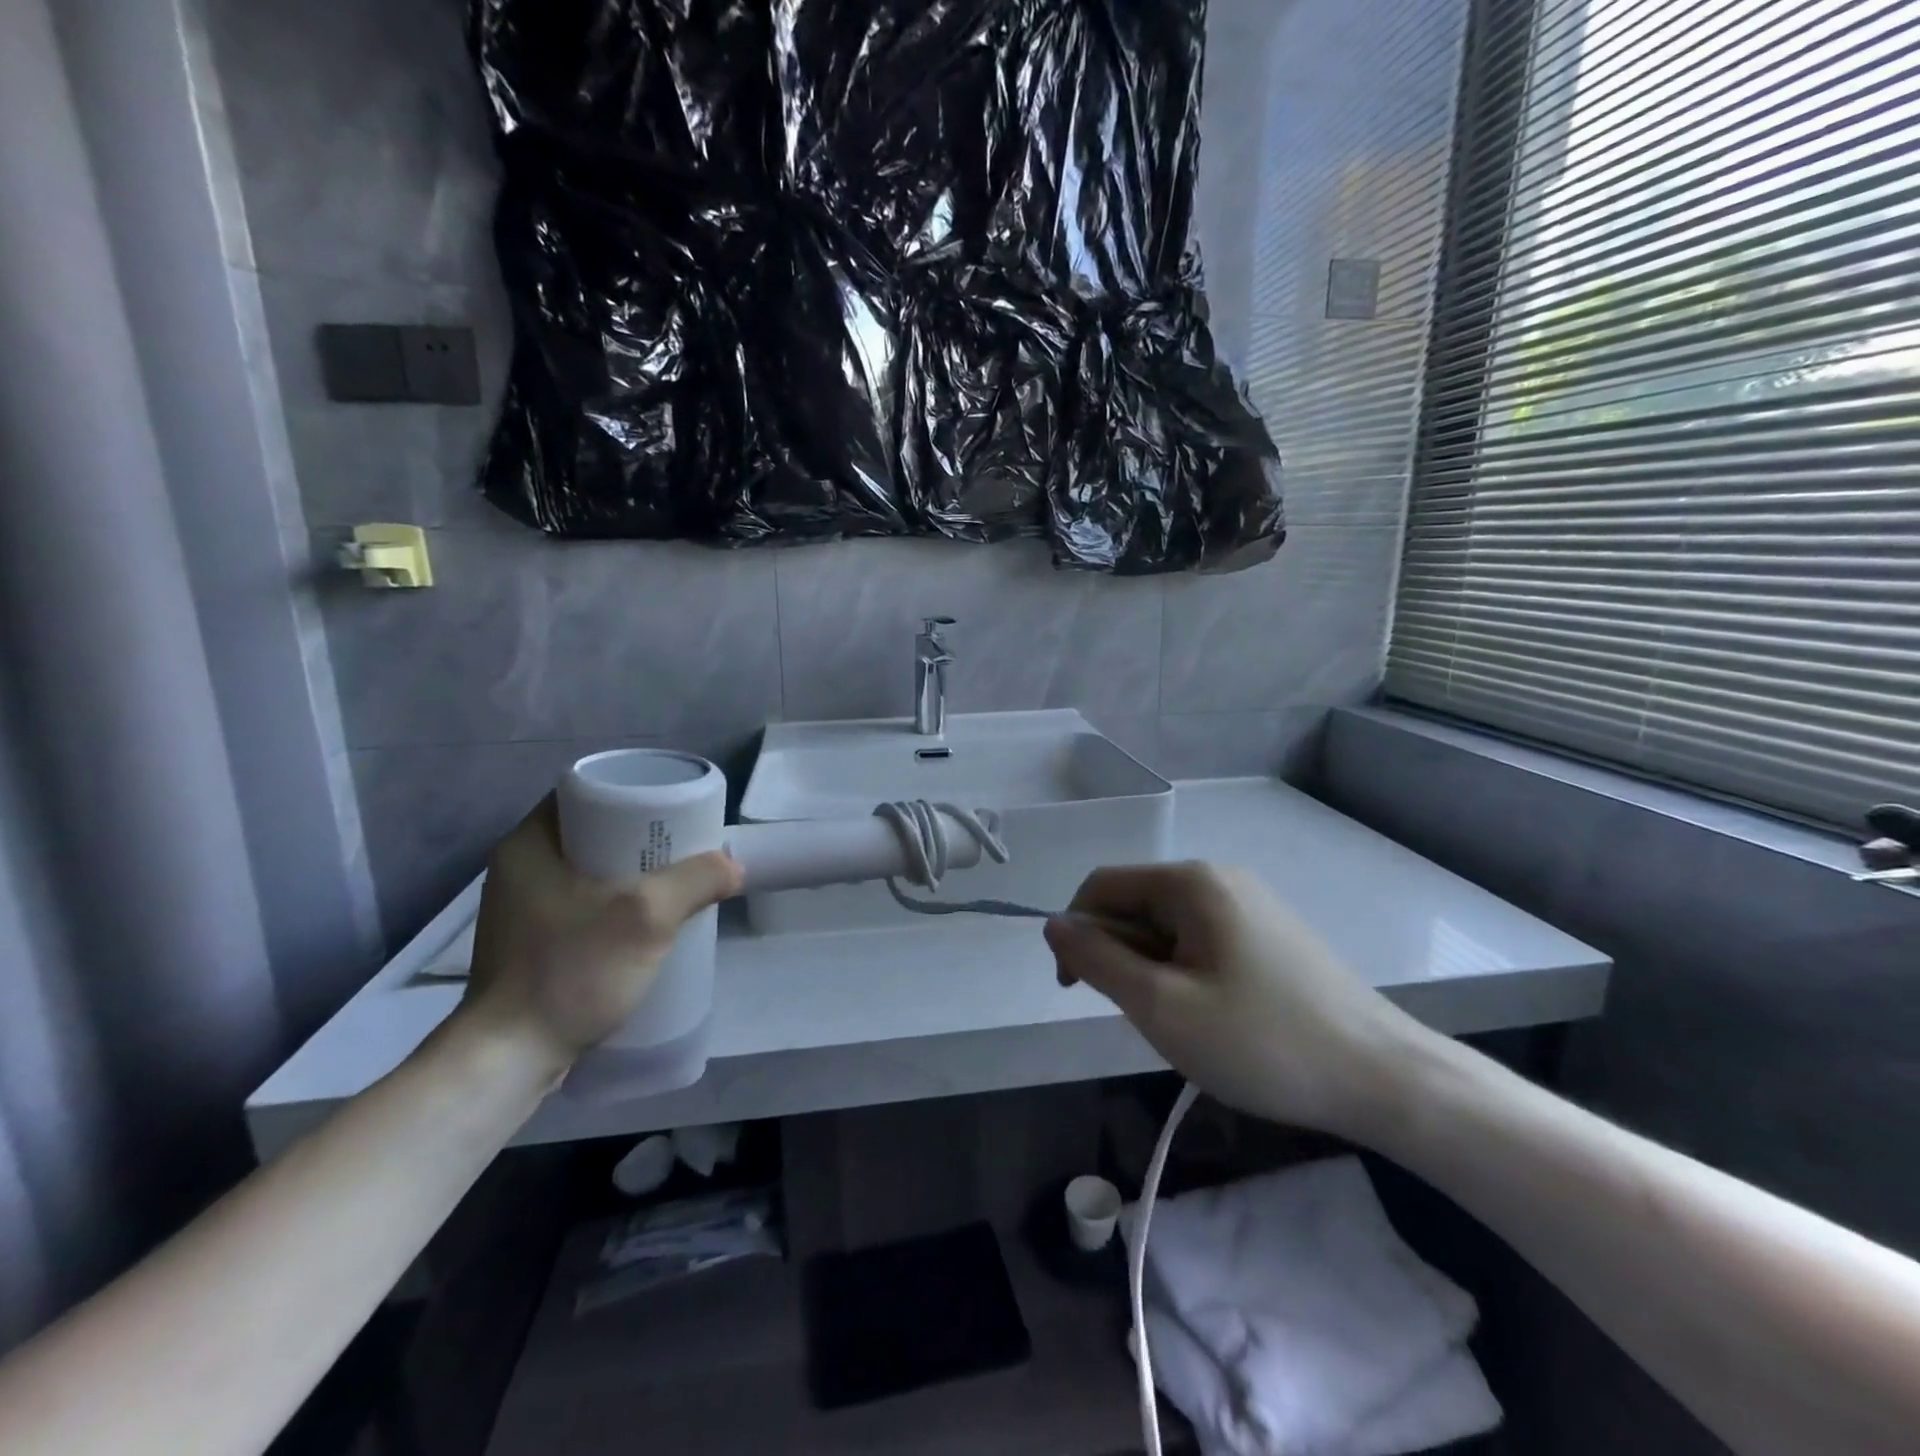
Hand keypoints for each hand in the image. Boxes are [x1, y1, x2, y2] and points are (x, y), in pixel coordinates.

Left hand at [459, 796, 742, 1074]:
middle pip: (592, 831)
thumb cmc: (571, 971)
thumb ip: (696, 881)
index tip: (670, 807)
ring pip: (588, 870)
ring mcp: (521, 908)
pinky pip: (582, 903)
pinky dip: (614, 902)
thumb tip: (733, 866)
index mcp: (528, 844)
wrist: (508, 1059)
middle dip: (640, 836)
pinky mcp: (530, 943)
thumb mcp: (647, 916)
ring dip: (630, 872)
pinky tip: (644, 921)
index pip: (585, 792)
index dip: (632, 792)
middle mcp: (518, 868)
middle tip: (682, 845)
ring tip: (673, 881)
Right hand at [1044, 862, 1432, 1138]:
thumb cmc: (1262, 1041)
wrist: (1384, 1078)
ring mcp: (1251, 904)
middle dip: (1122, 958)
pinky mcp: (1271, 934)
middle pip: (1136, 905)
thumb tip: (1053, 924)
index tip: (1076, 991)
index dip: (1075, 934)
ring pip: (1168, 929)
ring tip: (1186, 1024)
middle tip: (1147, 1018)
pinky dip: (1188, 975)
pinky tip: (1217, 1019)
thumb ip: (1097, 960)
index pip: (1101, 887)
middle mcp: (1219, 878)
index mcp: (1191, 882)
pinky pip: (1202, 942)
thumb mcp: (1162, 1006)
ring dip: (1154, 971)